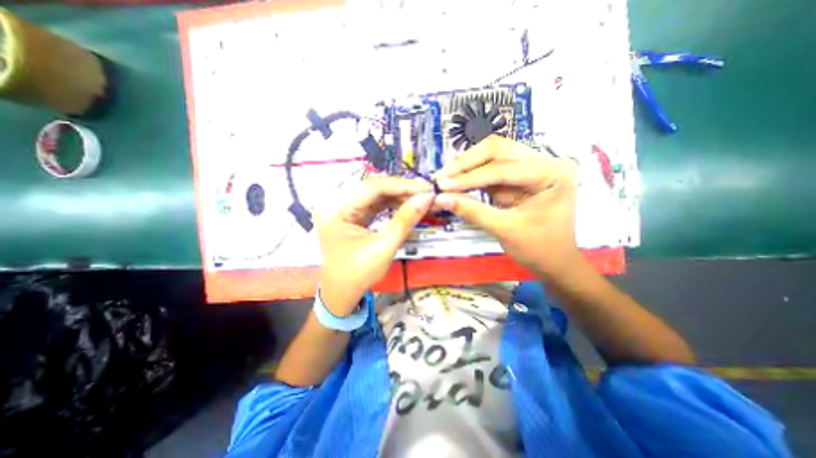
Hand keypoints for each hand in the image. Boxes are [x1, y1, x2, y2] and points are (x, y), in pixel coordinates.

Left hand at [315, 176, 436, 316]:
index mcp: (336, 209)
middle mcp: (337, 203)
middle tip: (426, 191)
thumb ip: (405, 220)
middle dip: (402, 189)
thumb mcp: (384, 247)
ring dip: (399, 195)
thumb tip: (427, 198)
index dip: (401, 185)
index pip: (372, 187)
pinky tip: (408, 203)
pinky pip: (375, 204)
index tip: (426, 187)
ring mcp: (345, 208)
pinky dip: (393, 203)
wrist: (343, 292)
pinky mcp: (353, 215)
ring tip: (421, 197)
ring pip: (376, 194)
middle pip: (374, 188)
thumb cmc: (358, 274)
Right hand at [437, 134, 581, 278]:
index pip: (503, 169)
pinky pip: (491, 170)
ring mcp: (532, 167)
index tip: (442, 185)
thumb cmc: (539, 249)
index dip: (469, 178)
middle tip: (442, 176)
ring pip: (493, 155)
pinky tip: (456, 181)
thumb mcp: (505, 230)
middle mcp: (544, 162)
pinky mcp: (519, 177)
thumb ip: (472, 211)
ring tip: (445, 178)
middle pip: (498, 150)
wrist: (554, 262)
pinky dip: (472, 175)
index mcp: (552, 173)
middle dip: (467, 163)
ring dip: (467, 166)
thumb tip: (440, 199)